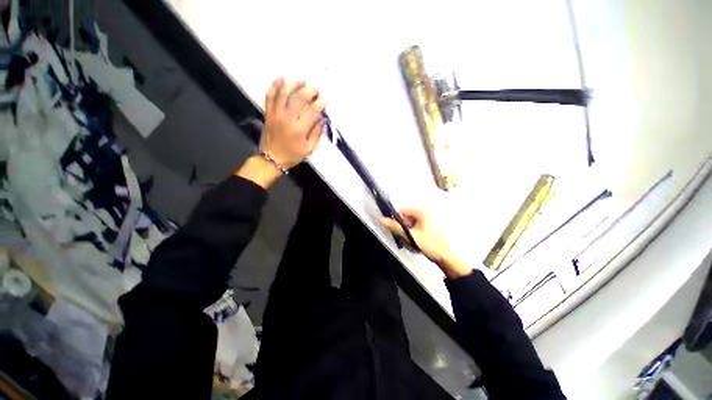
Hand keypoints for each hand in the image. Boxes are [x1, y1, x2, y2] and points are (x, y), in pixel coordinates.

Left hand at [260, 78, 325, 168]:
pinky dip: (275, 85)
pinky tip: (281, 79)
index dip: (320, 102)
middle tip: (316, 89)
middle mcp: (288, 119)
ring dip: (294, 84)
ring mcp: (276, 114)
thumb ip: (316, 134)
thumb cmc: (292, 155)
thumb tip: (322, 120)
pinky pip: (270, 96)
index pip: (312, 110)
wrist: (271, 158)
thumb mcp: (308, 149)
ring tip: (302, 81)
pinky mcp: (268, 113)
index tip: (325, 99)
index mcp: (300, 129)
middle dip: (310, 90)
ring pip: (284, 93)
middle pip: (300, 98)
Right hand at [381, 209, 471, 278]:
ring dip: (407, 232)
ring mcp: (427, 223)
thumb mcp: (411, 235)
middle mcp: (425, 215)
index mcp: (422, 213)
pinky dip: (412, 235)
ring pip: (410, 225)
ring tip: (412, 241)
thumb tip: (382, 220)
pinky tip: (415, 243)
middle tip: (405, 237)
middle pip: (406, 218)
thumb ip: (395, 227)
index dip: (396, 219)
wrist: (446, 258)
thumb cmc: (431, 245)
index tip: (395, 228)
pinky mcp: (428, 230)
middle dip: (403, 228)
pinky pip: (415, 229)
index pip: (402, 211)